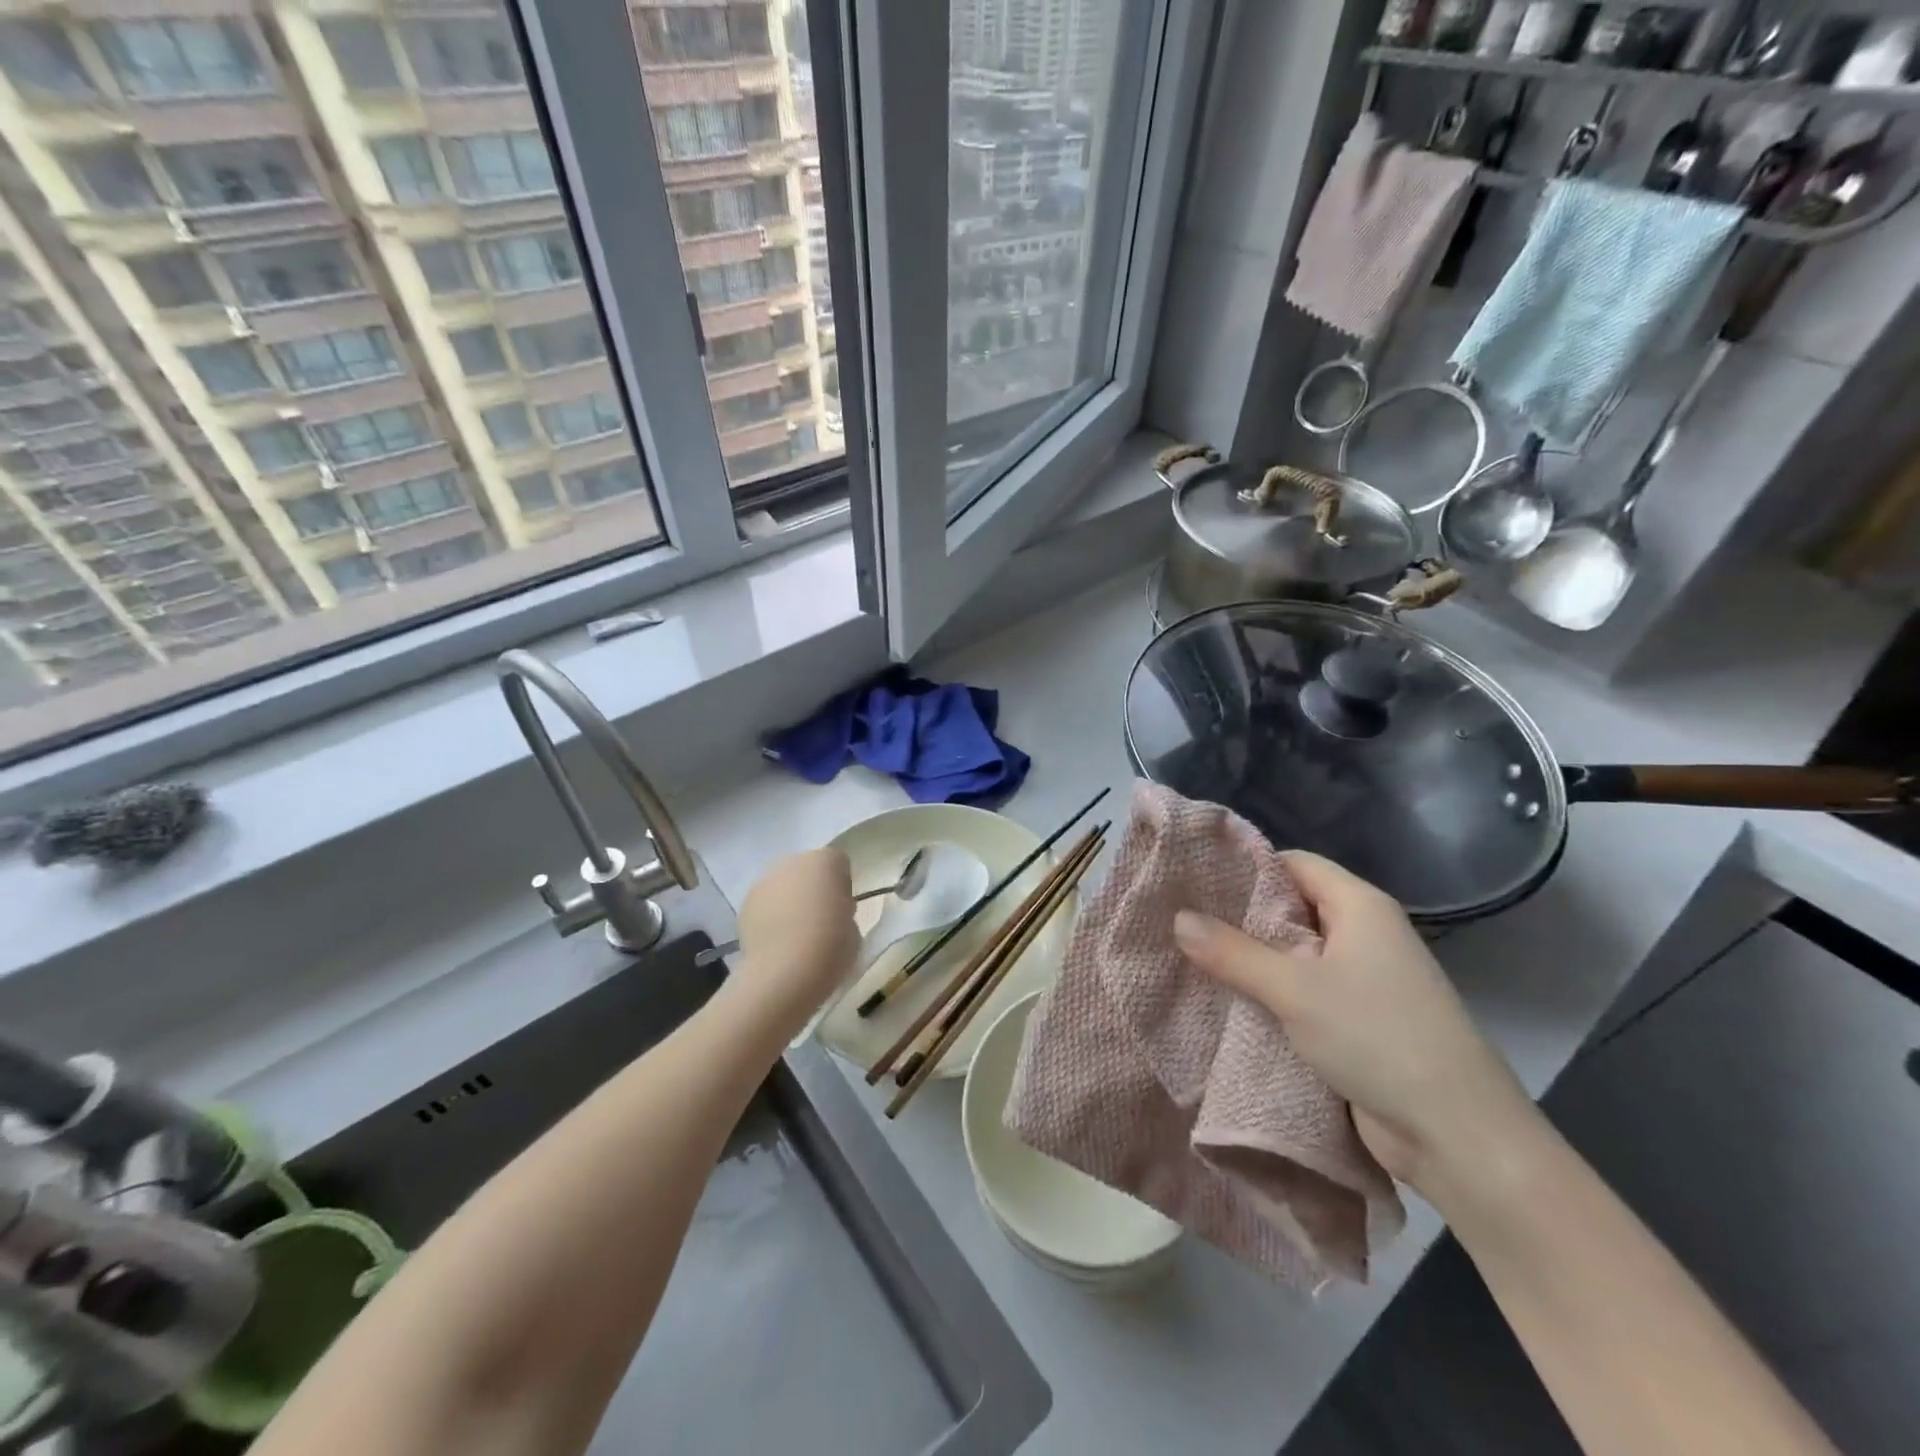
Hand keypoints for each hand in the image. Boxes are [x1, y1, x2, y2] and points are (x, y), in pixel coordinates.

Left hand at [730, 848, 859, 1030]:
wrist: (784, 972)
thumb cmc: (831, 947)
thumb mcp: (854, 928)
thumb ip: (843, 912)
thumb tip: (831, 915)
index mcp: (827, 862)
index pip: (839, 865)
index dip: (842, 887)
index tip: (843, 910)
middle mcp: (793, 862)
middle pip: (808, 870)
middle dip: (813, 889)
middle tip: (820, 921)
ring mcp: (765, 881)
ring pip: (783, 885)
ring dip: (790, 901)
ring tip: (795, 936)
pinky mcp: (745, 904)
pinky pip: (765, 905)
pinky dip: (770, 917)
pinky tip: (776, 943)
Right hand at [1173, 851, 1537, 1194]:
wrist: (1457, 1136)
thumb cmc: (1378, 1038)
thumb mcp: (1295, 989)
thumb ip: (1232, 952)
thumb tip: (1177, 917)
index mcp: (1360, 906)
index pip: (1294, 863)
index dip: (1246, 866)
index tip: (1195, 876)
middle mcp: (1364, 933)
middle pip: (1292, 907)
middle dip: (1241, 915)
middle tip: (1182, 918)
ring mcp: (1364, 979)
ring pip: (1296, 953)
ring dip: (1252, 959)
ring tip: (1191, 956)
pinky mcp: (1359, 1020)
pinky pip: (1305, 991)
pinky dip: (1271, 993)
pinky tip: (1227, 999)